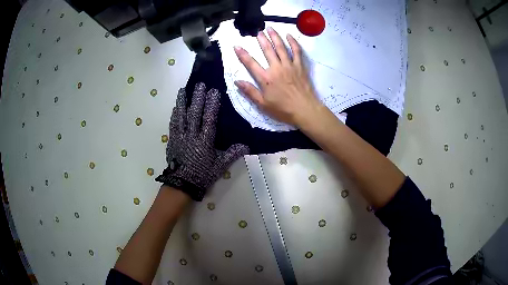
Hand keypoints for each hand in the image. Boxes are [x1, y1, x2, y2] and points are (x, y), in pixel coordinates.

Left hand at [155, 83, 248, 200]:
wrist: (182, 184)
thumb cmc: (202, 175)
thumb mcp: (219, 166)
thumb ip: (232, 154)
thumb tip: (246, 145)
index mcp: (204, 141)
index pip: (209, 119)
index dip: (211, 105)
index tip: (213, 92)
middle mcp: (192, 136)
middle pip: (194, 114)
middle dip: (197, 98)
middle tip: (199, 85)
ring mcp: (180, 137)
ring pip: (181, 117)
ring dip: (182, 102)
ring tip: (182, 90)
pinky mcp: (172, 140)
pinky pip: (173, 125)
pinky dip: (174, 115)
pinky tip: (175, 107)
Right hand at [234, 27, 321, 126]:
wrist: (304, 110)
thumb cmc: (283, 109)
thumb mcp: (263, 104)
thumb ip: (249, 92)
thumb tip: (237, 81)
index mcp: (266, 79)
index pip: (251, 64)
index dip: (242, 54)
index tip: (236, 46)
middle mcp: (276, 68)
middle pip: (267, 50)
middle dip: (262, 40)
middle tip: (258, 32)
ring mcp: (289, 66)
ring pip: (281, 47)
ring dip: (275, 37)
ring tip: (270, 29)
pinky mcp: (300, 66)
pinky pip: (296, 51)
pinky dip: (293, 42)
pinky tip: (289, 36)